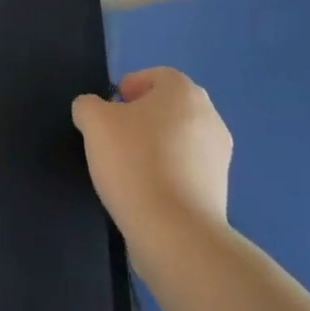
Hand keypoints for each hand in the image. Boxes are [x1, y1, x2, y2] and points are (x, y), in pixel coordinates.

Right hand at [72, 68, 232, 244]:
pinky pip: (188, 170)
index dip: (129, 88)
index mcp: (184, 91)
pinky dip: (169, 175)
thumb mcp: (94, 123)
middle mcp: (209, 116)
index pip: (155, 76)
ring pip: (180, 139)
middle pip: (169, 107)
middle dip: (143, 118)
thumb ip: (88, 106)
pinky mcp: (221, 191)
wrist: (176, 234)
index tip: (110, 113)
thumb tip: (93, 110)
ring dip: (157, 147)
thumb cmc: (135, 163)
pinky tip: (148, 193)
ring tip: (130, 171)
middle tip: (117, 138)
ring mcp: (220, 155)